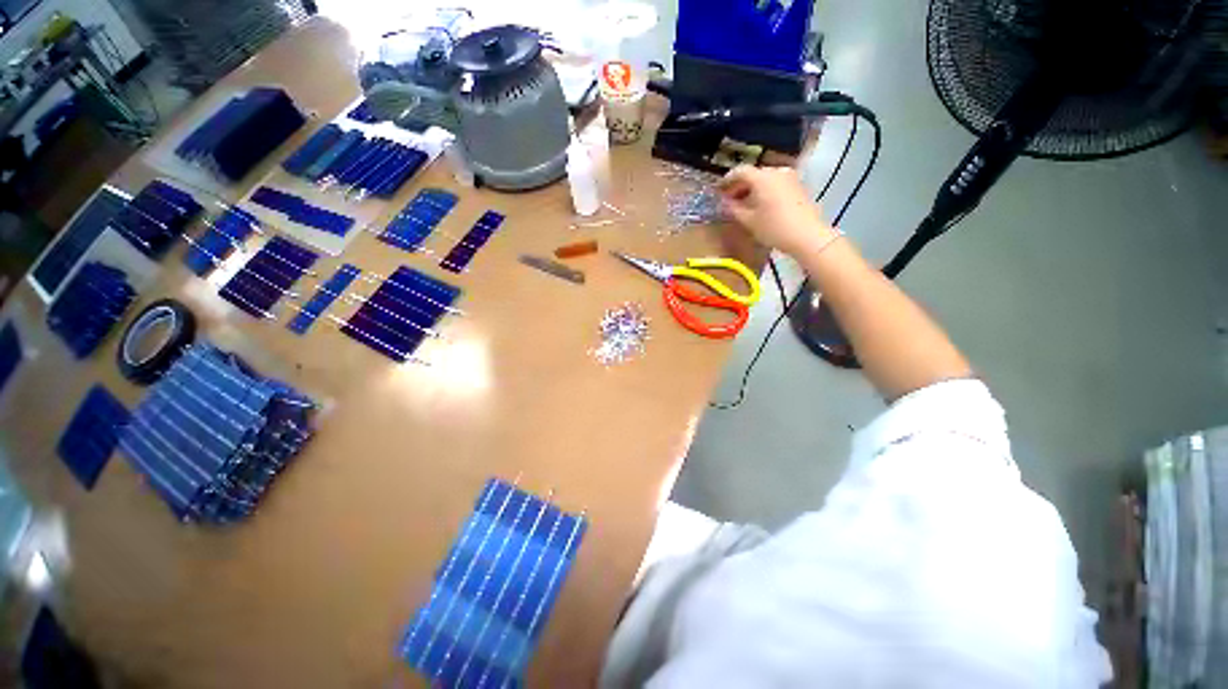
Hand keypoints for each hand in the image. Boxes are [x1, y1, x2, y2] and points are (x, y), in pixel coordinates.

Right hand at [718, 165, 836, 257]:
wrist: (811, 238)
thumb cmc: (776, 228)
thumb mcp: (749, 221)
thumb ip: (733, 208)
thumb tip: (726, 202)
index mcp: (761, 176)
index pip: (739, 171)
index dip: (727, 180)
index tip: (719, 191)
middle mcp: (776, 171)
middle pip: (754, 174)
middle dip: (742, 185)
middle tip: (733, 199)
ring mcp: (791, 178)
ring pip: (768, 179)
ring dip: (756, 188)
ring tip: (749, 204)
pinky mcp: (801, 188)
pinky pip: (779, 185)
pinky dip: (770, 191)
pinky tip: (766, 205)